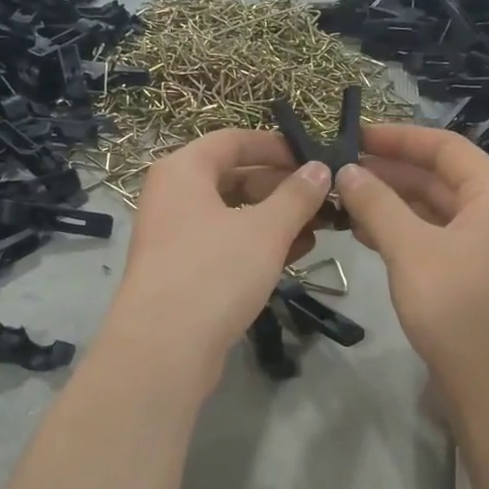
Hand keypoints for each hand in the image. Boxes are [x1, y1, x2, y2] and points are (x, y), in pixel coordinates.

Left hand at [102, 129, 331, 376]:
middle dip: (281, 187)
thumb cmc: (214, 272)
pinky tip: (294, 255)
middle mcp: (173, 197)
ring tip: (319, 228)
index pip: (233, 140)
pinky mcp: (182, 272)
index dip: (275, 146)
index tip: (314, 158)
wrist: (164, 348)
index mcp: (183, 170)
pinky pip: (225, 245)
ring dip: (276, 219)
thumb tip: (320, 169)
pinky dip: (258, 245)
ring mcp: (174, 236)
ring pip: (233, 215)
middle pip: (233, 177)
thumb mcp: (266, 229)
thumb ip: (297, 195)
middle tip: (324, 200)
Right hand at [336, 124, 488, 401]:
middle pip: (438, 177)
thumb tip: (347, 171)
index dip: (398, 138)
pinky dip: (399, 232)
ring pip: (432, 210)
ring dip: (390, 203)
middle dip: (389, 172)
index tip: (353, 135)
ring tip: (341, 199)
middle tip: (337, 170)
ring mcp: (485, 246)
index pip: (444, 146)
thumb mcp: (412, 250)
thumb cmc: (459, 309)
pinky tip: (363, 233)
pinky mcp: (472, 276)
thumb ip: (378, 205)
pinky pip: (432, 239)